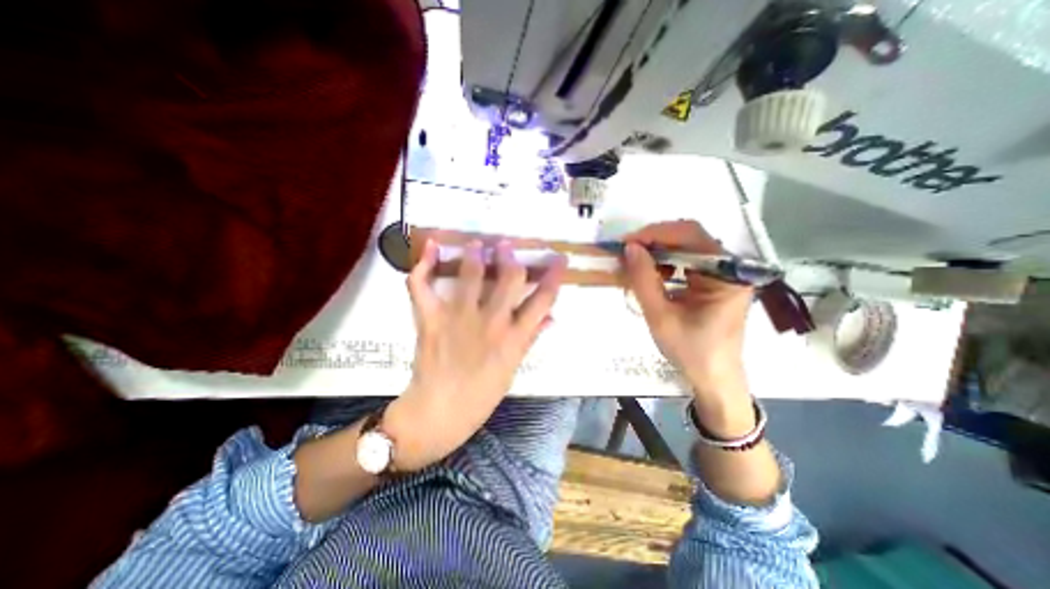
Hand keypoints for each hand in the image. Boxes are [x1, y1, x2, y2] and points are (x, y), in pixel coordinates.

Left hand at [386, 237, 565, 470]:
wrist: (439, 412)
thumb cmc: (481, 395)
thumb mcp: (513, 368)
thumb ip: (531, 338)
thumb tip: (551, 317)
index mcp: (514, 337)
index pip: (542, 300)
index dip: (554, 277)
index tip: (559, 259)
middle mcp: (491, 322)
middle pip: (509, 279)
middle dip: (511, 258)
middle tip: (507, 245)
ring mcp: (459, 318)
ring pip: (471, 276)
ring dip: (476, 255)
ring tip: (477, 244)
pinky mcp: (431, 319)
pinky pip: (423, 287)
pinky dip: (424, 265)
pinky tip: (433, 247)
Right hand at [621, 218, 754, 420]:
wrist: (713, 377)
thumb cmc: (690, 351)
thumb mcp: (660, 316)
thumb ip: (644, 281)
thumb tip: (630, 248)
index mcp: (726, 275)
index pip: (691, 236)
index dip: (656, 233)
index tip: (627, 243)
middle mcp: (730, 268)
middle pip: (690, 238)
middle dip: (655, 241)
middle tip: (627, 251)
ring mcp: (724, 274)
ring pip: (687, 247)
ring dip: (659, 251)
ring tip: (637, 263)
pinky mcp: (715, 281)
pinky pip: (688, 261)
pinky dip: (666, 263)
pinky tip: (654, 274)